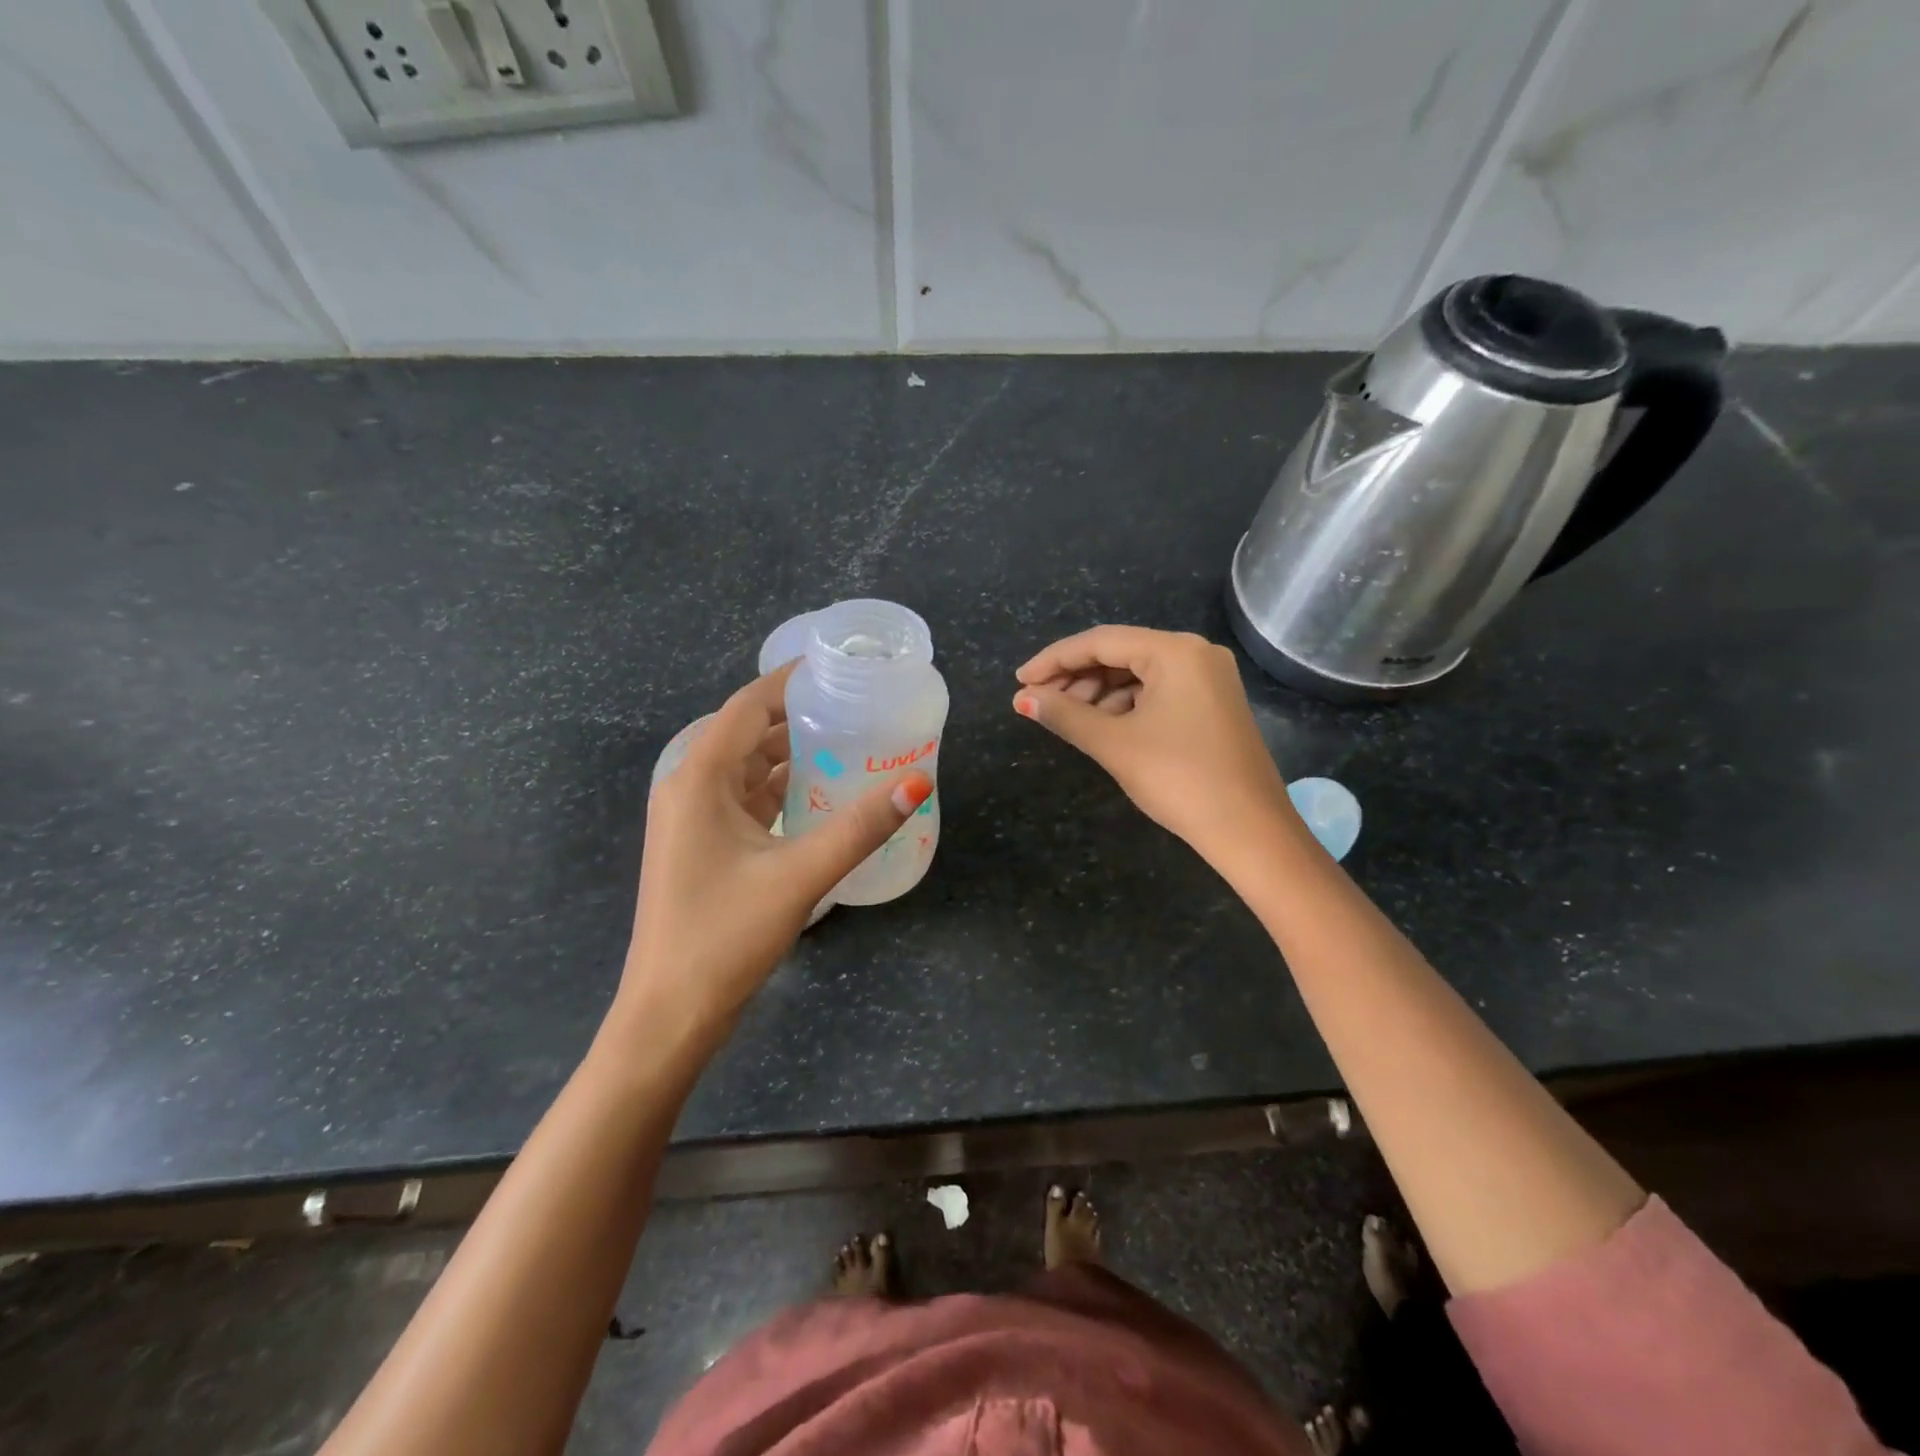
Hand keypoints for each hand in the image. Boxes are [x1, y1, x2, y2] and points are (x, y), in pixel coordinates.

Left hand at [623, 662, 931, 1036]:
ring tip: (848, 742)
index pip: (748, 706)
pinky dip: (781, 788)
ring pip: (747, 767)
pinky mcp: (702, 846)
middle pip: (747, 732)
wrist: (668, 1013)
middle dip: (798, 716)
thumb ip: (860, 827)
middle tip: (856, 706)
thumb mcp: (799, 875)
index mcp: (698, 777)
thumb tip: (916, 782)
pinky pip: (745, 798)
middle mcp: (688, 787)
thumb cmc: (724, 936)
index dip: (790, 680)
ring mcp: (692, 819)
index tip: (839, 667)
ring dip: (791, 753)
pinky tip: (821, 794)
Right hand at [1013, 626, 1291, 864]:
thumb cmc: (1179, 778)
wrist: (1249, 830)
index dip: (1053, 660)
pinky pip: (1157, 692)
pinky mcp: (1212, 705)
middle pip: (1120, 654)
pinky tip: (1102, 726)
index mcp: (1175, 651)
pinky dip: (1125, 705)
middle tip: (1038, 702)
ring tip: (1065, 718)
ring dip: (1098, 693)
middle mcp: (1195, 654)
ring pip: (1138, 674)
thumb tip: (1023, 699)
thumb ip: (1065, 714)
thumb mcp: (1114, 744)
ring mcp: (1208, 679)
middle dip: (1075, 677)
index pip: (1100, 642)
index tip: (1019, 681)